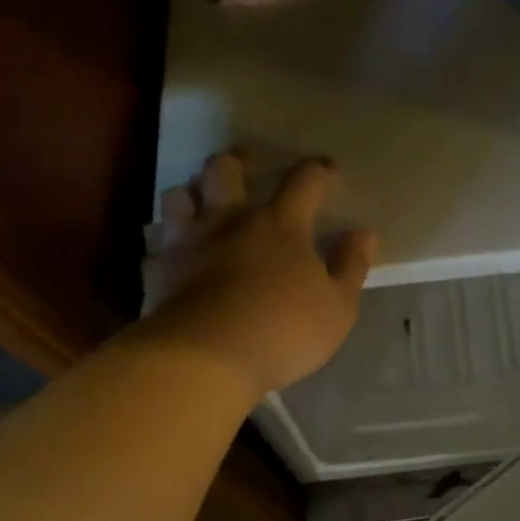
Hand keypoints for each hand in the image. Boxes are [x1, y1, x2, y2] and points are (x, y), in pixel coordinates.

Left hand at [142, 153, 376, 395]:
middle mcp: (229, 221)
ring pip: (178, 196)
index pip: (303, 182)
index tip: (326, 169)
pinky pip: (157, 245)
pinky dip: (166, 244)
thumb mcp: (337, 307)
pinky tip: (173, 255)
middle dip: (235, 162)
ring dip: (191, 192)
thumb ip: (350, 267)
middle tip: (241, 164)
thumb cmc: (283, 331)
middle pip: (224, 170)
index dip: (318, 171)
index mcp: (280, 226)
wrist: (205, 358)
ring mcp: (187, 242)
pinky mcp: (157, 270)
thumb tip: (362, 233)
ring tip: (198, 201)